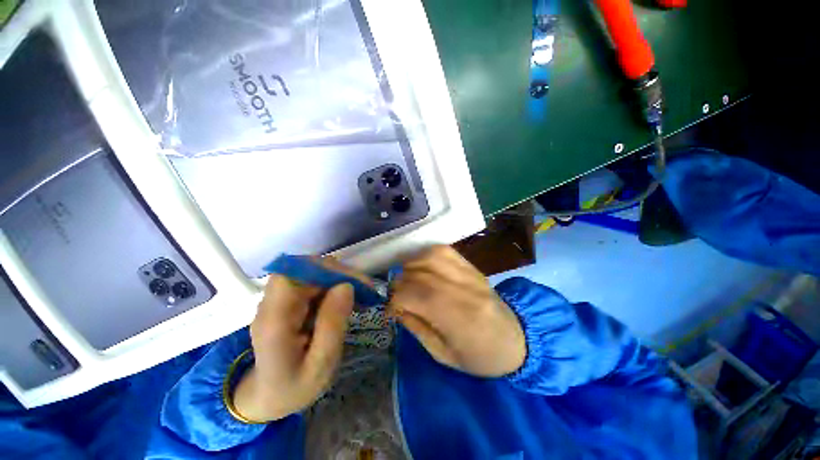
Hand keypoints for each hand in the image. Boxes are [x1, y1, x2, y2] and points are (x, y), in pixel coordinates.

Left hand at [233, 259, 367, 421]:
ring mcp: (279, 301)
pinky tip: (346, 299)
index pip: (292, 274)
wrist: (267, 398)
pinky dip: (333, 285)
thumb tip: (346, 286)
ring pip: (311, 273)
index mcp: (274, 321)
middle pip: (304, 269)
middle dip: (338, 273)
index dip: (323, 270)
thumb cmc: (294, 388)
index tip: (353, 282)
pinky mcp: (288, 302)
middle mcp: (272, 304)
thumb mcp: (320, 365)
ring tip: (360, 293)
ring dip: (338, 278)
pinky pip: (313, 283)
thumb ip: (332, 326)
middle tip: (364, 288)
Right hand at [390, 245, 525, 376]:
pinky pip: (443, 250)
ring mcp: (469, 273)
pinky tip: (423, 267)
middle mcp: (462, 288)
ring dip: (411, 265)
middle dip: (400, 283)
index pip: (414, 294)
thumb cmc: (480, 356)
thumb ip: (417, 327)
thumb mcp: (444, 354)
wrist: (516, 339)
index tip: (391, 311)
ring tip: (408, 279)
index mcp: (458, 317)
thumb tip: (396, 306)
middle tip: (398, 296)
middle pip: (420, 273)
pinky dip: (426, 255)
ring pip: (430, 256)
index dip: (395, 300)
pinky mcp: (471, 266)